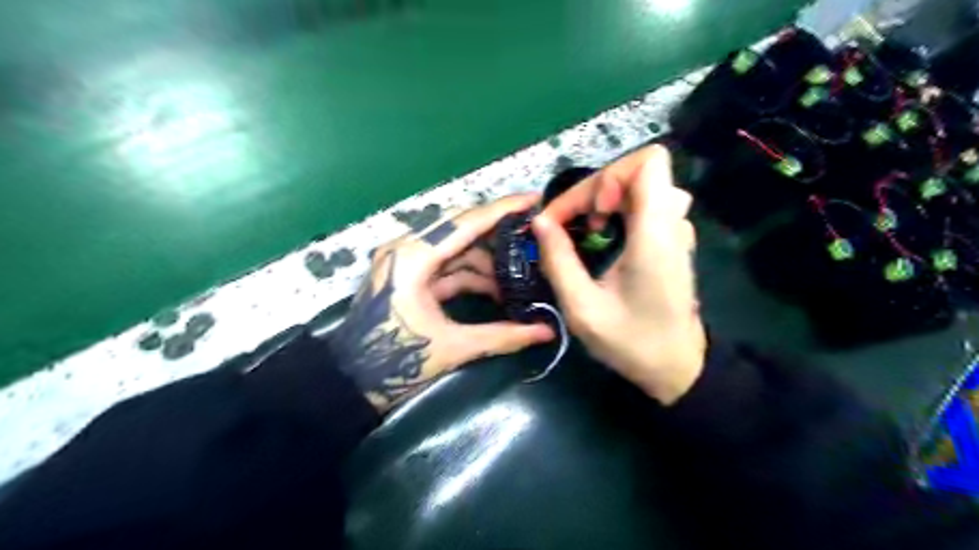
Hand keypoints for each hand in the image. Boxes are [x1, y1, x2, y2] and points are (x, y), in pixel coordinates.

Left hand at [331, 194, 553, 411]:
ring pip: (455, 249)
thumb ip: (503, 336)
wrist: (351, 383)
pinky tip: (496, 288)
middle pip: (461, 229)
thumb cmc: (395, 362)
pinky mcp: (408, 276)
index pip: (465, 223)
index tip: (534, 200)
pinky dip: (471, 275)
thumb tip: (547, 331)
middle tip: (534, 235)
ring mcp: (406, 262)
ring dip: (486, 261)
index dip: (503, 210)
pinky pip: (447, 266)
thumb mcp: (453, 348)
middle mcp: (408, 249)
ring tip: (521, 274)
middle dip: (498, 233)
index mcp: (413, 257)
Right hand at [535, 144, 704, 404]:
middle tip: (571, 224)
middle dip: (595, 190)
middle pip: (637, 171)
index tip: (591, 214)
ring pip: (641, 186)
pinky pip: (645, 204)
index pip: (649, 162)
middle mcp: (672, 223)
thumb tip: (539, 222)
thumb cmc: (632, 342)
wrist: (677, 367)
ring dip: (607, 199)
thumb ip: (558, 261)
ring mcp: (676, 230)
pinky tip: (604, 238)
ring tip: (589, 230)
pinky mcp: (672, 240)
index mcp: (655, 235)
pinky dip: (618, 210)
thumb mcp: (583, 308)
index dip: (610, 175)